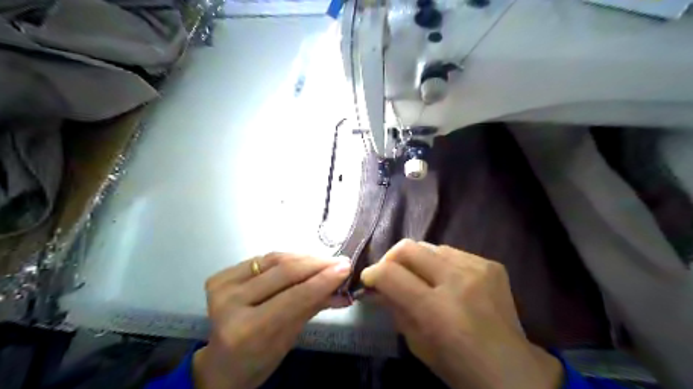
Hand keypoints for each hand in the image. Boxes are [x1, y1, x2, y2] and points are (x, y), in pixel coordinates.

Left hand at [193, 252, 351, 388]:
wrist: (222, 362)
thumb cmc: (260, 359)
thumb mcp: (290, 338)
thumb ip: (314, 306)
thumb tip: (344, 290)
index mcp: (247, 330)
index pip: (295, 296)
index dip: (323, 279)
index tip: (346, 268)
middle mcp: (230, 303)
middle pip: (284, 272)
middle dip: (317, 264)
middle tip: (340, 261)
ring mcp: (222, 286)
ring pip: (275, 260)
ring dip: (305, 257)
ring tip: (326, 260)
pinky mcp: (220, 275)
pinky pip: (264, 259)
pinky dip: (287, 257)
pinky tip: (304, 260)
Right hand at [364, 240, 562, 388]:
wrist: (514, 370)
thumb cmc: (460, 367)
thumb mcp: (418, 345)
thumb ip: (395, 310)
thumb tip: (376, 287)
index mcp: (437, 310)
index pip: (390, 274)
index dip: (372, 273)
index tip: (369, 279)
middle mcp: (457, 281)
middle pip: (408, 248)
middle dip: (390, 258)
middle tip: (388, 273)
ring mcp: (477, 268)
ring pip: (430, 246)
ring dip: (416, 260)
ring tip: (419, 277)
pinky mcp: (491, 264)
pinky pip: (452, 252)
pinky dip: (440, 263)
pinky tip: (446, 280)